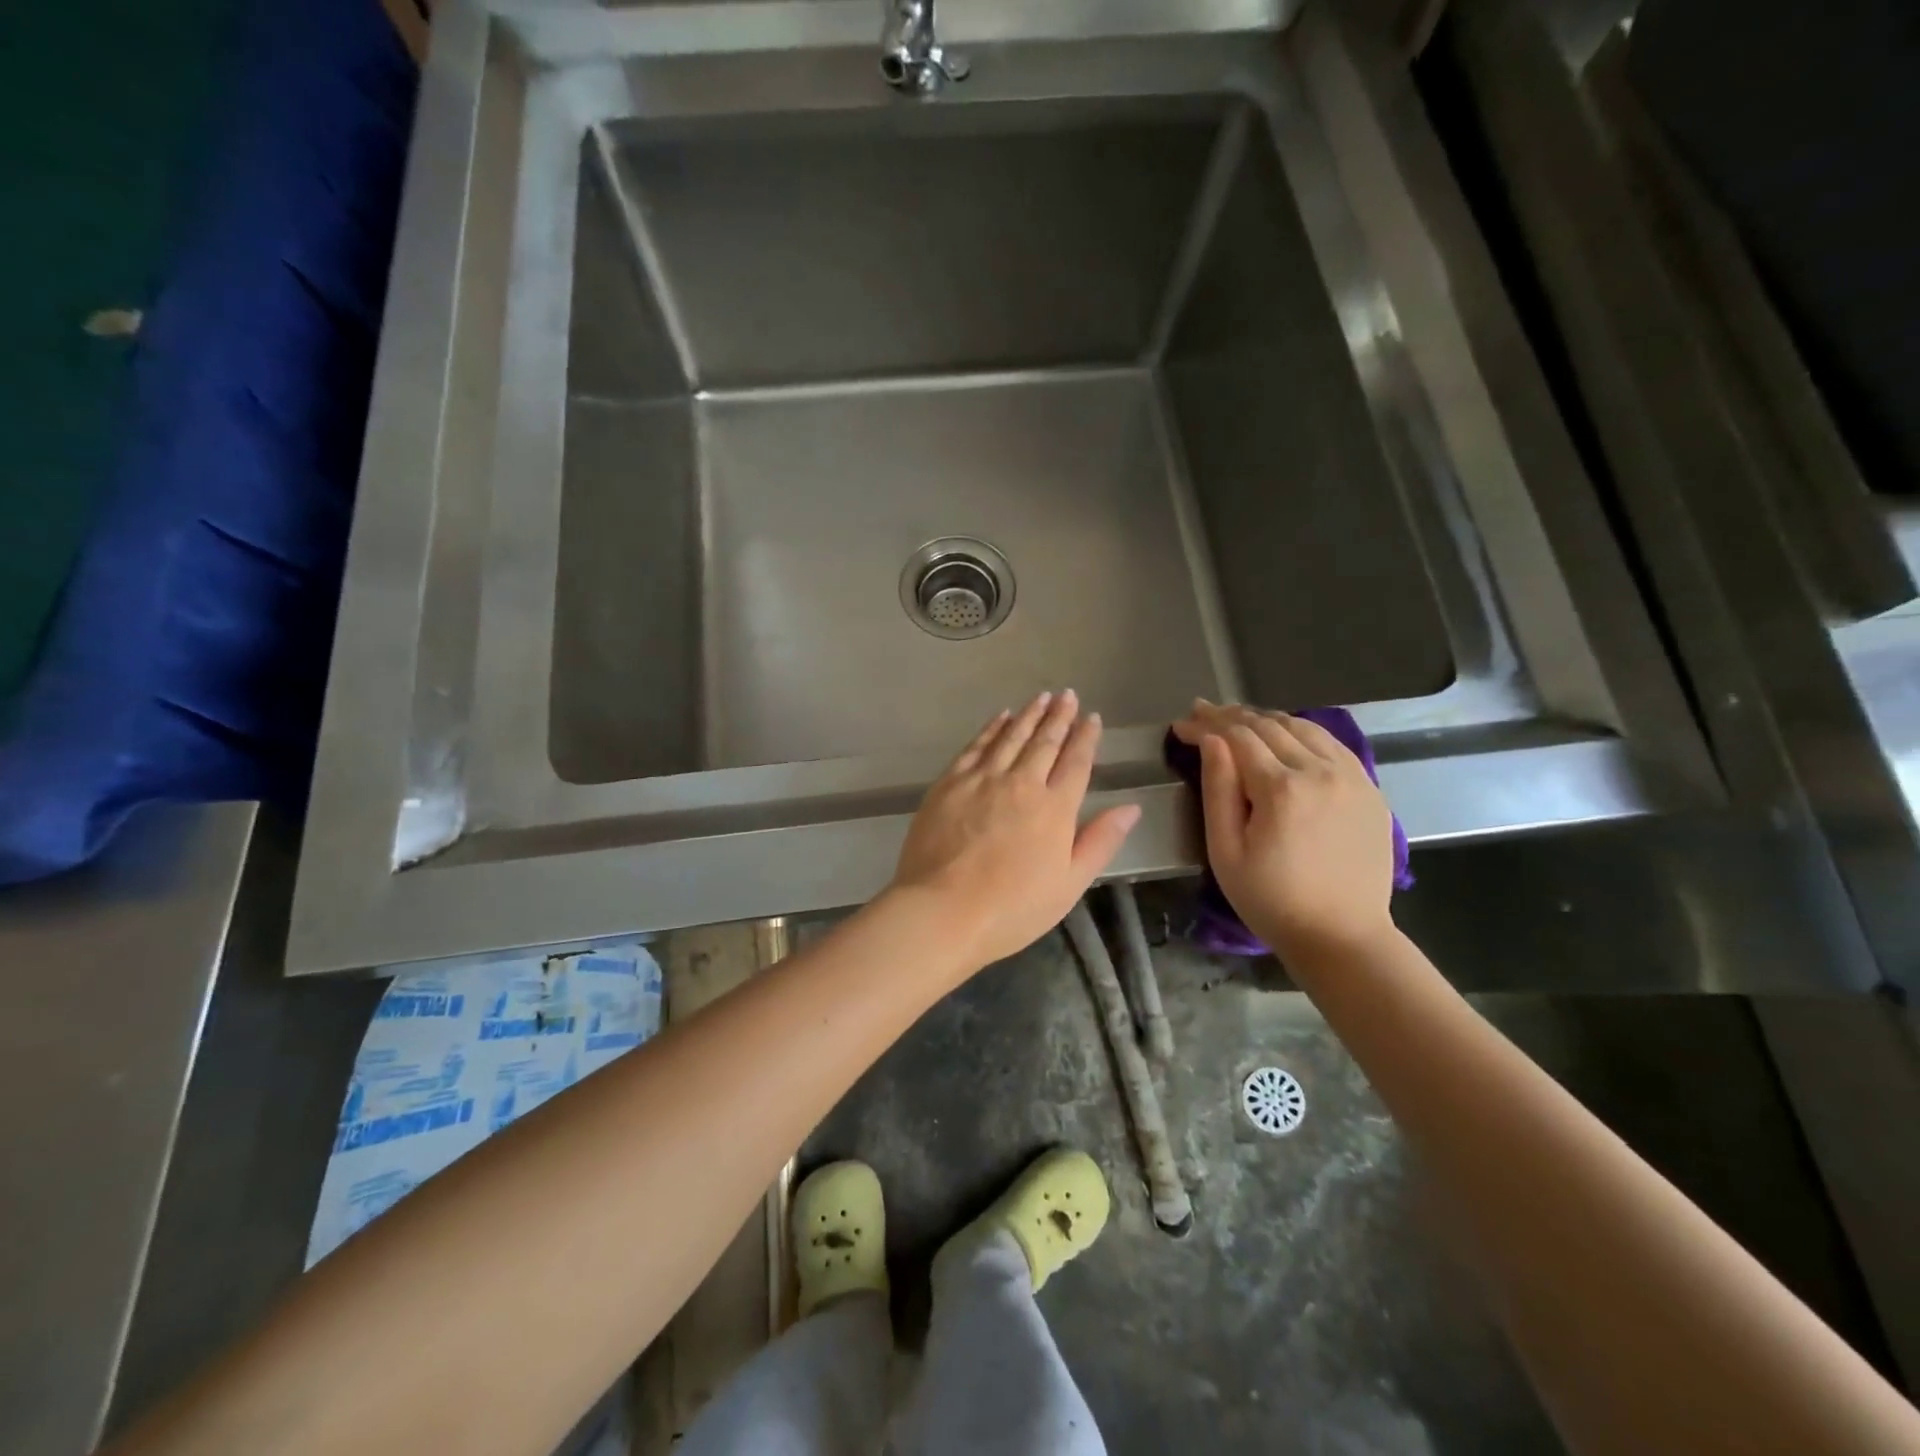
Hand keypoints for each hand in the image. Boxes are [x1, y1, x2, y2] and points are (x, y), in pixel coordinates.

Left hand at [891, 691, 1141, 969]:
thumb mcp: (1069, 884)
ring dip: (1028, 715)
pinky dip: (991, 728)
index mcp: (1054, 808)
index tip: (1092, 717)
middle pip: (1045, 742)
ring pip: (1011, 736)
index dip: (1086, 738)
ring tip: (1041, 697)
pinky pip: (976, 746)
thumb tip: (1131, 807)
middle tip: (1067, 695)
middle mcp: (1021, 783)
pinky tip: (1000, 717)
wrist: (943, 910)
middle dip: (1059, 716)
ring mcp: (982, 779)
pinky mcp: (950, 783)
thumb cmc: (1013, 908)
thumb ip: (1100, 841)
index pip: (1076, 762)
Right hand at [1171, 700, 1395, 961]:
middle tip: (1202, 713)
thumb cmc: (1271, 900)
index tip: (1181, 724)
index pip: (1237, 737)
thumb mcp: (1226, 851)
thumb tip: (1212, 741)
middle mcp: (1320, 771)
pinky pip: (1332, 744)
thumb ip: (1218, 789)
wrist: (1343, 936)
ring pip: (1303, 727)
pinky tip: (1284, 736)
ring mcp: (1352, 777)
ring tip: (1238, 720)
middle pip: (1269, 725)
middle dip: (1231, 716)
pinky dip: (1302, 732)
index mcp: (1281, 789)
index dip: (1206, 726)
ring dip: (1266, 719)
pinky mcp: (1370, 789)